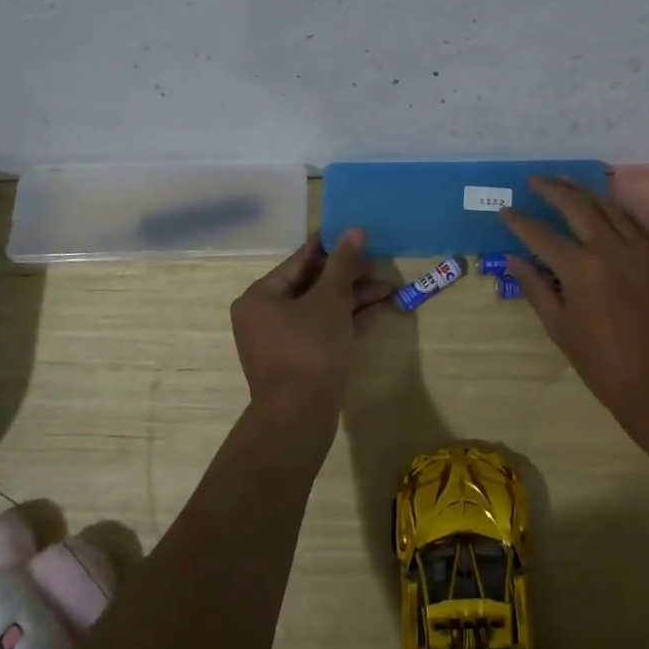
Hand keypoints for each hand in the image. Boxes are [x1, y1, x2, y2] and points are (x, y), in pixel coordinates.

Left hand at [229, 230, 390, 410]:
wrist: (299, 418)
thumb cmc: (309, 349)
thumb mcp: (330, 300)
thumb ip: (343, 264)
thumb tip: (355, 229)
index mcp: (261, 296)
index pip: (300, 260)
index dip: (331, 246)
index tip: (357, 233)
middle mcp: (265, 315)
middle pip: (312, 284)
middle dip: (348, 276)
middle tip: (379, 263)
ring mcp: (282, 340)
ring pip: (321, 308)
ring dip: (353, 298)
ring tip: (388, 288)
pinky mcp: (299, 360)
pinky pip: (324, 329)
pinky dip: (347, 319)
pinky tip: (378, 309)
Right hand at [500, 179, 648, 453]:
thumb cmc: (605, 366)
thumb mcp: (561, 330)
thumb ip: (536, 289)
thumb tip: (514, 259)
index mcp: (581, 269)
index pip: (541, 234)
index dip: (519, 221)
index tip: (504, 211)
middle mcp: (612, 249)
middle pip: (577, 206)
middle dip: (552, 190)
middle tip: (535, 181)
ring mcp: (644, 251)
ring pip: (611, 208)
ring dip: (586, 193)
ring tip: (567, 182)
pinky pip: (638, 225)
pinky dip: (618, 211)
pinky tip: (607, 207)